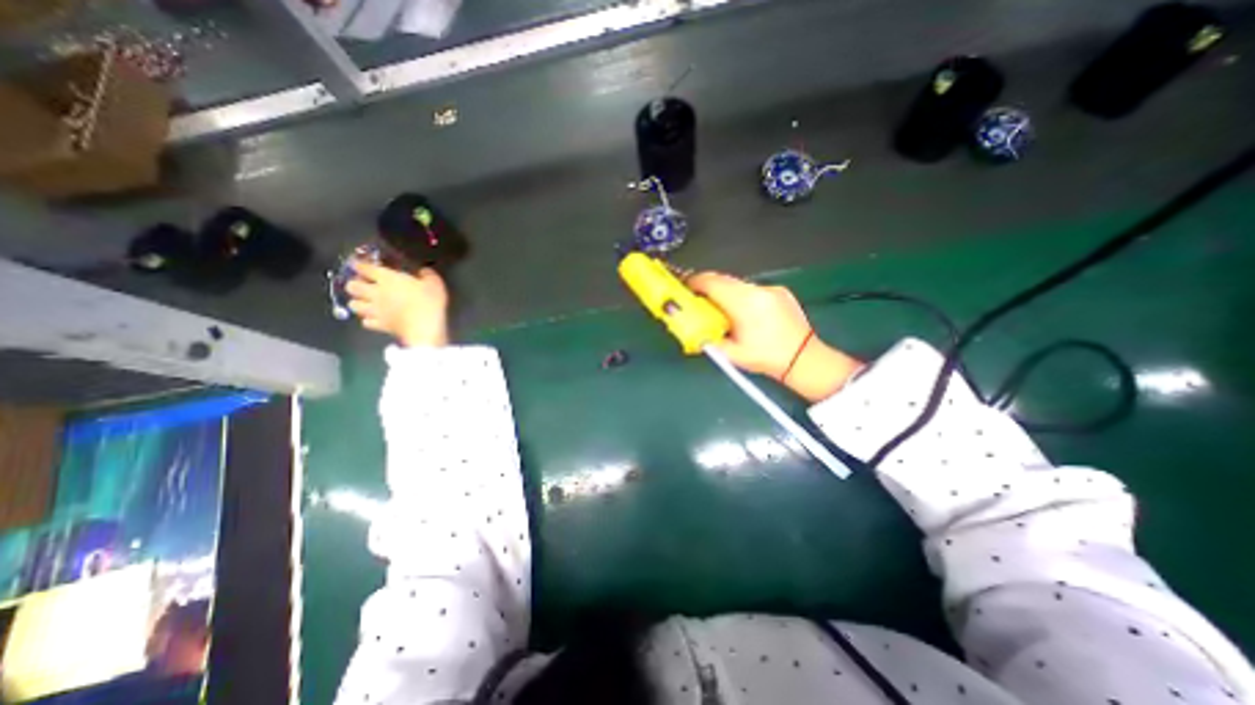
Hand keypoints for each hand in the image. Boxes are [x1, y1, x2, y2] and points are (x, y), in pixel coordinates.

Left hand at [347, 258, 451, 346]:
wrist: (424, 328)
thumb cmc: (429, 303)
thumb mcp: (435, 284)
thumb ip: (428, 275)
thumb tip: (423, 271)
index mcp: (388, 279)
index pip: (364, 268)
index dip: (360, 265)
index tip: (361, 265)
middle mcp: (376, 293)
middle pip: (352, 286)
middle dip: (355, 284)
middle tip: (363, 284)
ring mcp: (375, 310)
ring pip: (353, 304)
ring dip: (358, 302)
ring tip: (366, 302)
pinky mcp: (379, 325)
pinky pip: (365, 322)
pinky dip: (368, 319)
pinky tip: (376, 318)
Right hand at [684, 269, 863, 401]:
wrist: (805, 359)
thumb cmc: (766, 358)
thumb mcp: (732, 354)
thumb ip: (709, 339)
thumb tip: (695, 329)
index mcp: (744, 303)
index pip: (712, 282)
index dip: (695, 283)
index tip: (685, 289)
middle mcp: (757, 290)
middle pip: (724, 280)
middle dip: (708, 288)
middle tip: (699, 301)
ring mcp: (771, 288)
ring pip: (738, 284)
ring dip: (726, 293)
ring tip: (723, 311)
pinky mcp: (780, 291)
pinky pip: (753, 290)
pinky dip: (742, 297)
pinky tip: (746, 314)